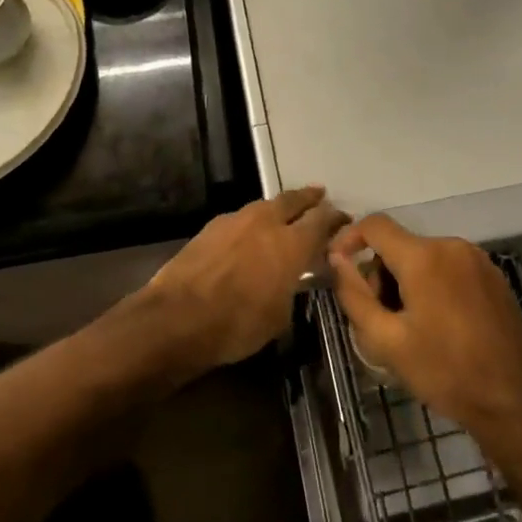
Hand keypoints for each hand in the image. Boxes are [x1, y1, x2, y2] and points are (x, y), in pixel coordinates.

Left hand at [138, 186, 348, 371]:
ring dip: (277, 209)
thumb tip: (291, 281)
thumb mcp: (279, 317)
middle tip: (319, 196)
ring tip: (283, 215)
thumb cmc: (237, 324)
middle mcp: (266, 222)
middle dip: (308, 198)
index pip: (322, 220)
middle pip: (293, 200)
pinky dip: (251, 223)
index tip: (343, 219)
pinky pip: (240, 218)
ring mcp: (236, 220)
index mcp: (291, 243)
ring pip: (264, 206)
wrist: (177, 317)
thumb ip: (291, 289)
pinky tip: (248, 235)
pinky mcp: (210, 227)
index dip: (335, 218)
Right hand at [329, 215, 521, 444]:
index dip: (349, 239)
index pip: (375, 225)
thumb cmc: (446, 372)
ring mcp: (477, 259)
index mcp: (424, 257)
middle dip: (380, 275)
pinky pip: (449, 268)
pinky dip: (432, 286)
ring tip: (409, 329)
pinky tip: (438, 326)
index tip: (338, 268)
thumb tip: (337, 260)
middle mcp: (451, 245)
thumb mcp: (387, 341)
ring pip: (424, 258)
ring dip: (406, 283)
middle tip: (379, 319)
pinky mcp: (493, 276)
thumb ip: (355, 295)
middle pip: (400, 245)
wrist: (516, 400)